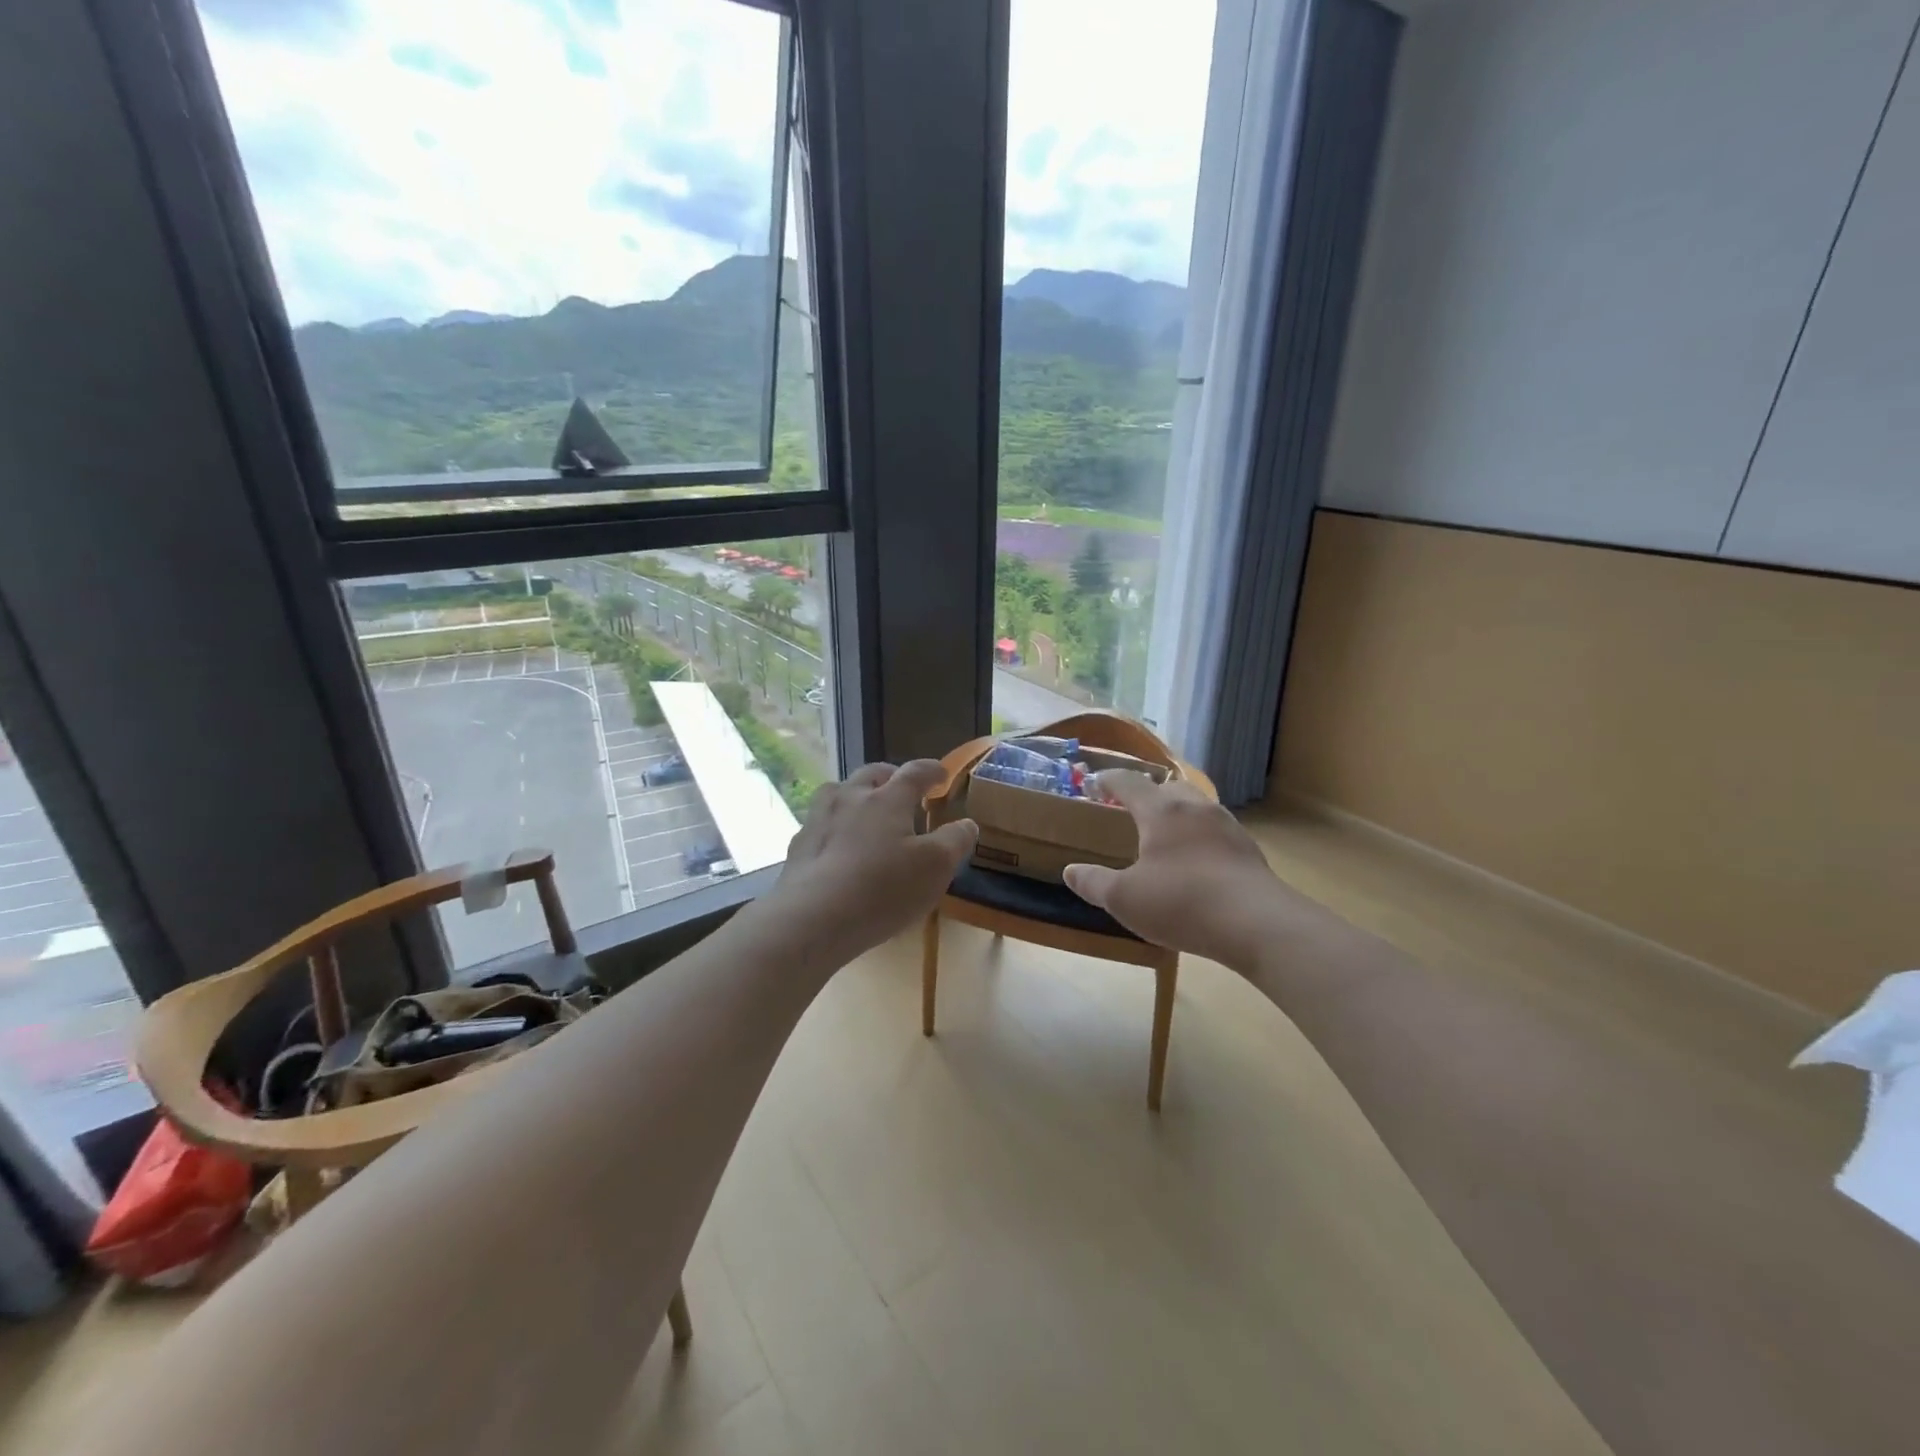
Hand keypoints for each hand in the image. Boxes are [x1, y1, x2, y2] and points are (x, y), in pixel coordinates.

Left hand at [763, 760, 977, 964]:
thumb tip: (966, 823)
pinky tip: (837, 847)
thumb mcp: (936, 867)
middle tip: (902, 790)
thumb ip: (955, 841)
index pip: (914, 772)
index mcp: (887, 799)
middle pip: (872, 774)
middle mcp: (851, 798)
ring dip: (856, 795)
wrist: (813, 919)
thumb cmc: (883, 889)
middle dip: (891, 777)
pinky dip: (834, 826)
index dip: (931, 770)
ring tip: (865, 812)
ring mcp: (819, 819)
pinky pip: (820, 824)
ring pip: (838, 792)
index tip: (941, 775)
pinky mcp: (798, 846)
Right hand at [1064, 772, 1291, 968]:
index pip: (1129, 782)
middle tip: (1131, 809)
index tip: (1094, 783)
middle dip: (1147, 793)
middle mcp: (1195, 808)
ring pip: (1196, 806)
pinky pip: (1216, 831)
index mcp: (1161, 811)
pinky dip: (1199, 836)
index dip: (1109, 780)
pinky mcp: (1248, 850)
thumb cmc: (1181, 903)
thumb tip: (1070, 871)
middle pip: (1168, 787)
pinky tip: (1196, 861)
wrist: (1257, 924)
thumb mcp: (1124, 899)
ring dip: (1177, 813)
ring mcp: (1227, 826)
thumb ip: (1094, 883)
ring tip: (1164, 835)